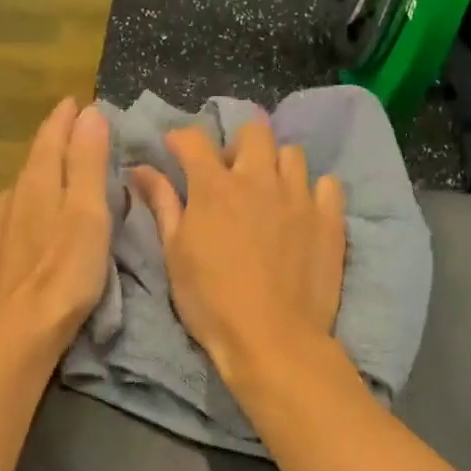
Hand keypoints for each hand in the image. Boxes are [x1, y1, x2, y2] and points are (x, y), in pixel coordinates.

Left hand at [0, 98, 111, 366]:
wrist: (19, 333)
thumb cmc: (64, 273)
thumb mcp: (87, 213)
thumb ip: (87, 163)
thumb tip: (89, 113)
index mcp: (38, 182)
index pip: (51, 137)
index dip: (65, 118)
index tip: (77, 102)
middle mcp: (14, 197)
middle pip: (36, 159)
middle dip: (55, 141)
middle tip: (74, 129)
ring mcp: (2, 227)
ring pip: (25, 187)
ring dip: (44, 171)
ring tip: (62, 168)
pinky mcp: (0, 255)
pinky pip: (19, 212)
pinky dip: (35, 200)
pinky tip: (37, 214)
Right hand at [130, 120, 345, 380]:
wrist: (272, 339)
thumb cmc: (211, 302)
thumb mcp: (175, 254)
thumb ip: (163, 204)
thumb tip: (140, 169)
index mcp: (215, 187)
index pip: (194, 139)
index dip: (180, 138)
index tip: (175, 150)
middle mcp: (259, 179)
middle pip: (254, 131)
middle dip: (238, 144)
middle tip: (230, 175)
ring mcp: (299, 197)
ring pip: (292, 153)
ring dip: (276, 165)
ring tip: (268, 192)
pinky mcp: (329, 219)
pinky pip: (327, 184)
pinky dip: (313, 191)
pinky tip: (302, 211)